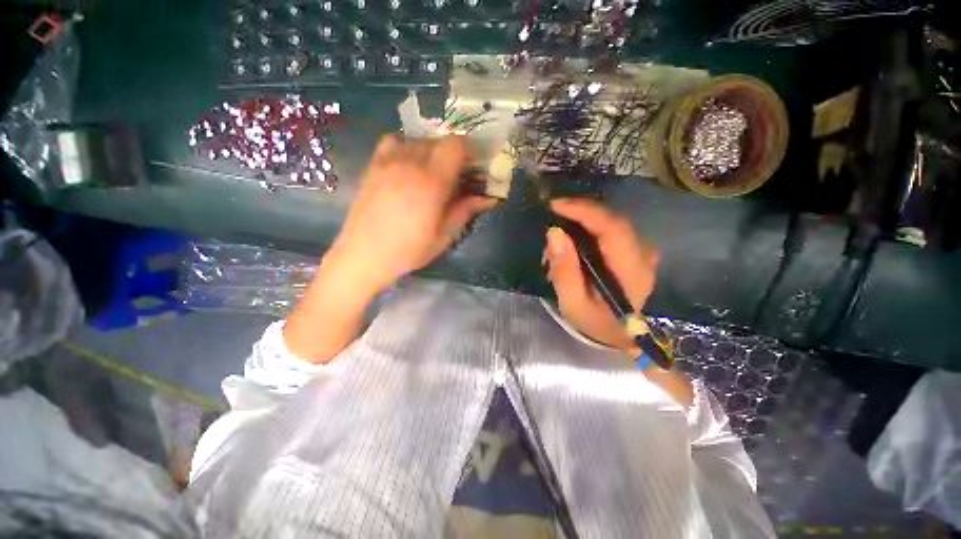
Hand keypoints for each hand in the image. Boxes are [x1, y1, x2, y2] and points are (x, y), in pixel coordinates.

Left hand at [329, 134, 497, 294]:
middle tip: (454, 176)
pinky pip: (393, 142)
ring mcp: (388, 161)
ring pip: (417, 140)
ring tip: (431, 173)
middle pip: (438, 140)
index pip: (455, 145)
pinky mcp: (373, 165)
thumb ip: (465, 211)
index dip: (468, 151)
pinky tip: (407, 166)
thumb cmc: (408, 250)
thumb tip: (488, 198)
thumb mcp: (444, 236)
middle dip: (451, 154)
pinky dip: (406, 147)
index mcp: (432, 181)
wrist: (363, 255)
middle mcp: (410, 163)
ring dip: (430, 151)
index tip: (471, 167)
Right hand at [544, 198, 659, 354]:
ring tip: (559, 233)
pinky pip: (610, 228)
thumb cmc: (594, 321)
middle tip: (552, 215)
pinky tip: (573, 237)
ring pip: (611, 221)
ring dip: (582, 220)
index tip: (556, 205)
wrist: (616, 333)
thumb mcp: (572, 303)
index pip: (613, 229)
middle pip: (612, 220)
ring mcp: (641, 251)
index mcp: (632, 271)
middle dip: (579, 212)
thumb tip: (554, 233)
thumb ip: (564, 270)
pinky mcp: (634, 250)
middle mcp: (643, 255)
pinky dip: (589, 226)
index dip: (585, 211)